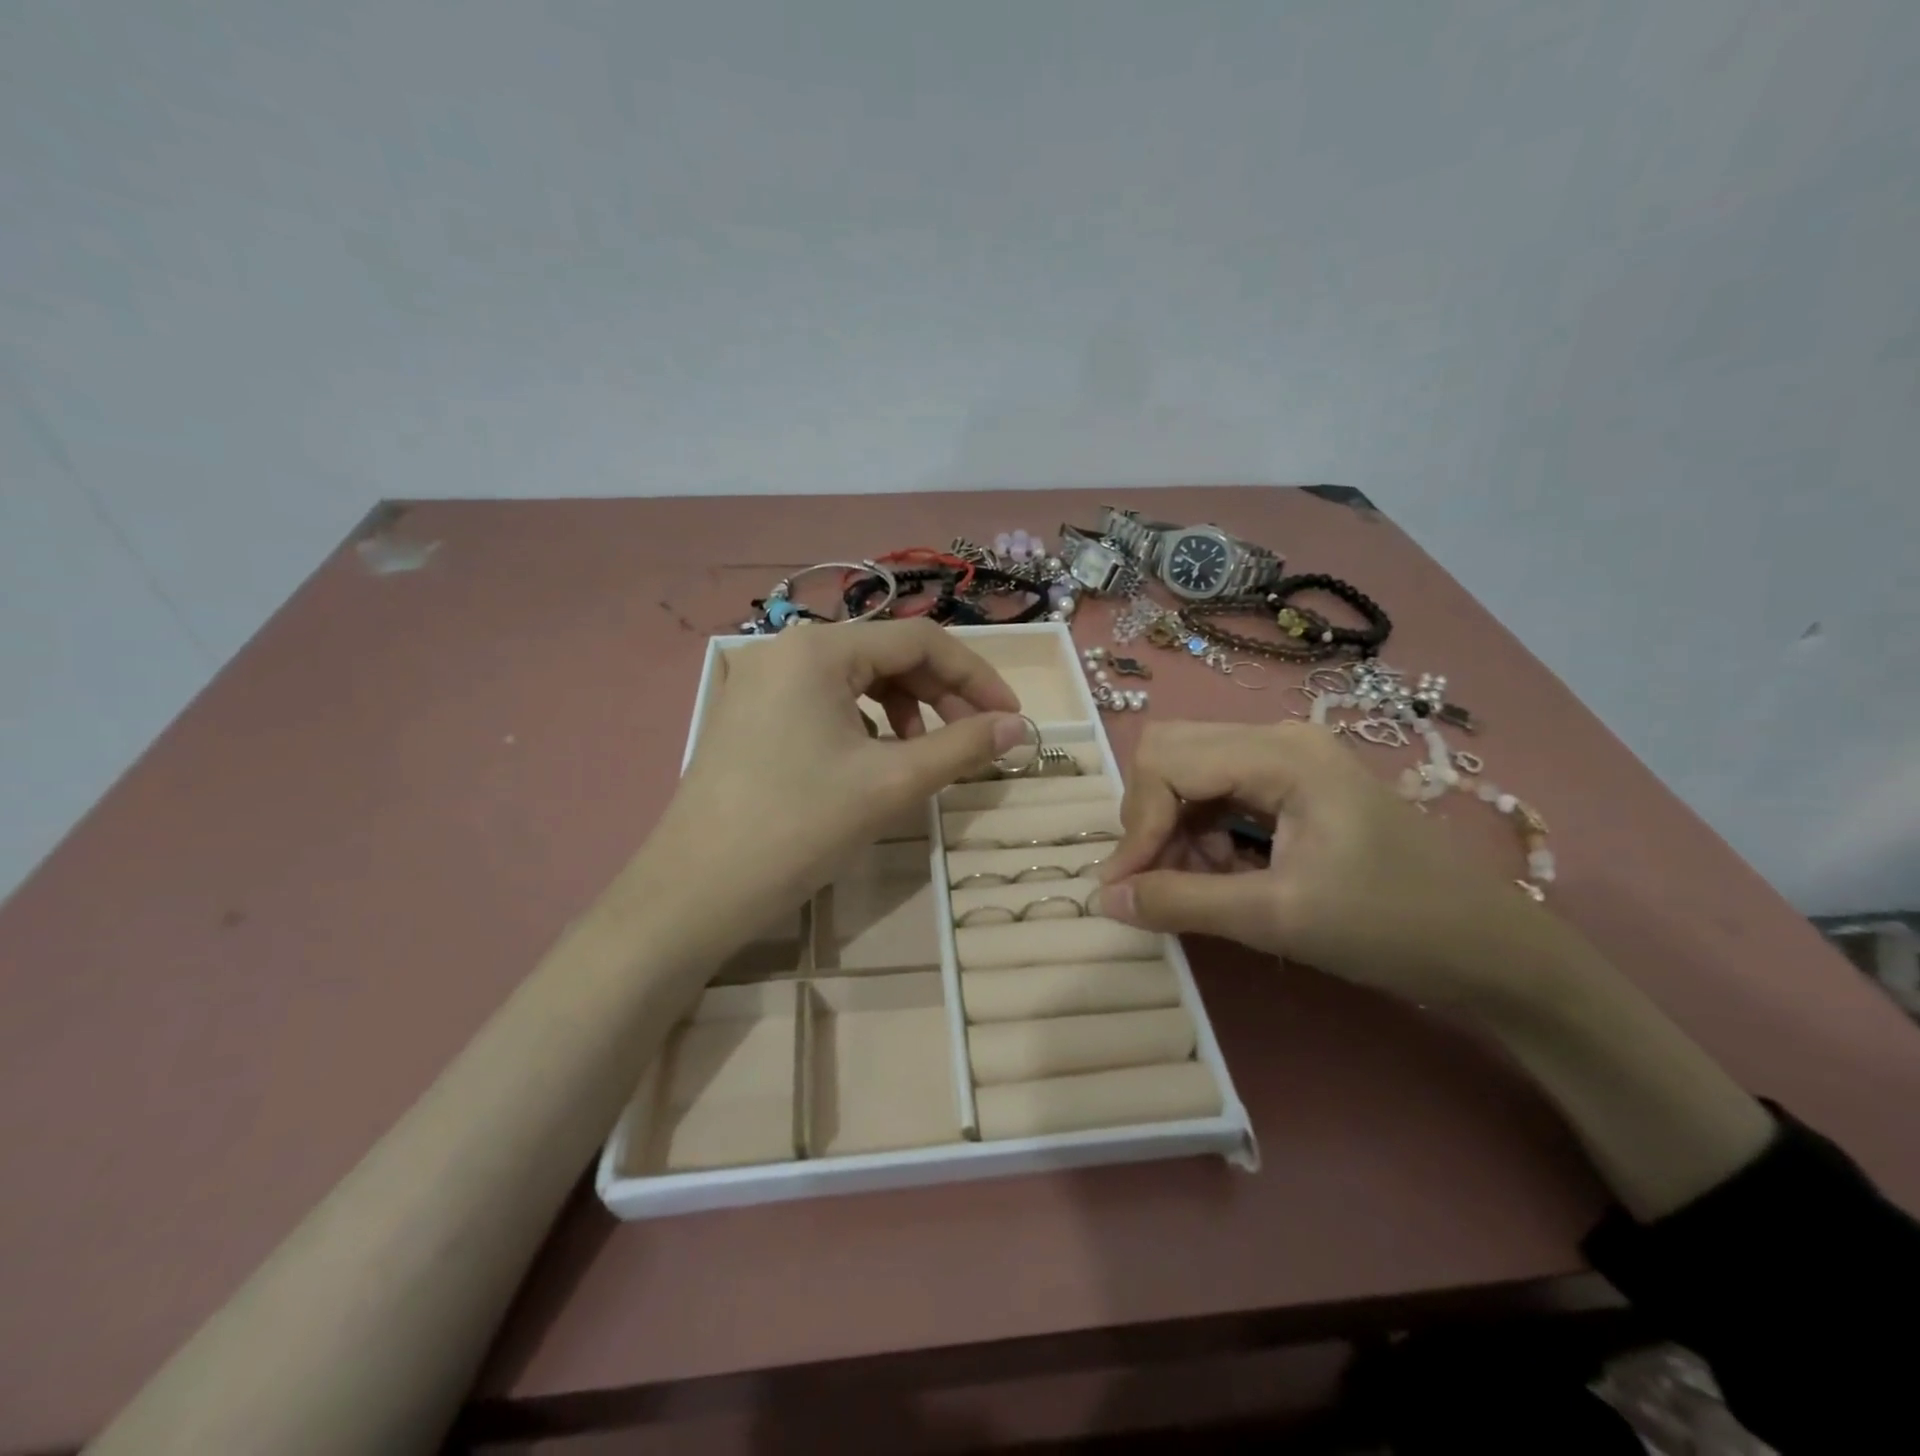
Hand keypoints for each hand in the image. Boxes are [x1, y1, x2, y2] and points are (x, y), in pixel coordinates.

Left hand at [642, 619, 1024, 931]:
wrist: (693, 892)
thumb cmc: (798, 827)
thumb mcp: (891, 783)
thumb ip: (962, 747)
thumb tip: (1020, 728)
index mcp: (819, 648)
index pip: (920, 640)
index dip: (975, 676)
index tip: (1010, 718)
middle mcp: (786, 649)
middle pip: (886, 655)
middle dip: (939, 695)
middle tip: (972, 740)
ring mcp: (760, 682)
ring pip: (855, 680)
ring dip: (903, 710)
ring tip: (920, 755)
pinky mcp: (749, 715)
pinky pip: (824, 702)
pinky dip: (863, 724)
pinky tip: (871, 763)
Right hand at [1093, 721, 1563, 1006]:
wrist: (1491, 949)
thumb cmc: (1391, 927)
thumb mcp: (1276, 917)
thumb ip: (1181, 901)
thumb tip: (1103, 898)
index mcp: (1281, 754)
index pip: (1167, 762)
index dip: (1135, 825)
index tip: (1125, 889)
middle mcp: (1277, 739)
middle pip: (1171, 755)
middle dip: (1150, 820)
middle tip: (1155, 882)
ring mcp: (1287, 759)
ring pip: (1190, 775)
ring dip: (1174, 831)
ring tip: (1196, 888)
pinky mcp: (1293, 785)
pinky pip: (1218, 795)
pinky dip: (1202, 835)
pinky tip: (1222, 876)